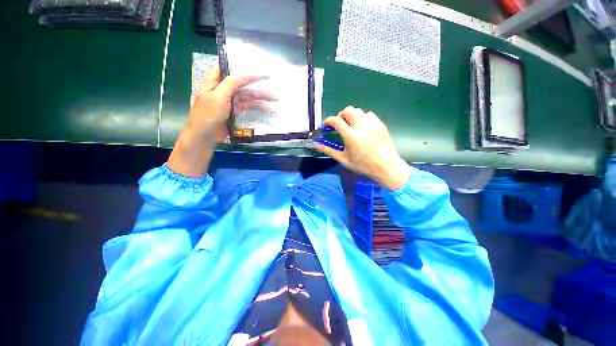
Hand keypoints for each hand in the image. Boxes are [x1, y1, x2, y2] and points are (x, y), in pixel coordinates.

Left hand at [186, 62, 273, 144]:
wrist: (205, 136)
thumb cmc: (208, 115)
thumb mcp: (218, 97)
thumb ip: (230, 83)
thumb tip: (244, 74)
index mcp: (214, 81)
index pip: (229, 68)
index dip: (242, 65)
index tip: (257, 66)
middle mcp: (222, 88)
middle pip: (242, 82)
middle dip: (256, 82)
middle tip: (271, 80)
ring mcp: (229, 101)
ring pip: (247, 95)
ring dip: (260, 97)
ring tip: (274, 98)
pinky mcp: (235, 111)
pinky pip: (247, 106)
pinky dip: (257, 107)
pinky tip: (266, 109)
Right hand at [315, 106, 411, 190]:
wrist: (386, 166)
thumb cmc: (363, 165)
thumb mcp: (344, 159)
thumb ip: (329, 150)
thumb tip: (317, 145)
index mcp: (351, 136)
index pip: (336, 121)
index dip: (329, 121)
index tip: (327, 125)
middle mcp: (362, 126)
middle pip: (348, 110)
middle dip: (341, 115)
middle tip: (340, 125)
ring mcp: (373, 124)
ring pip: (359, 111)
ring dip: (352, 116)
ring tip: (352, 127)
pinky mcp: (380, 124)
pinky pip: (369, 115)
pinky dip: (363, 118)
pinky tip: (363, 128)